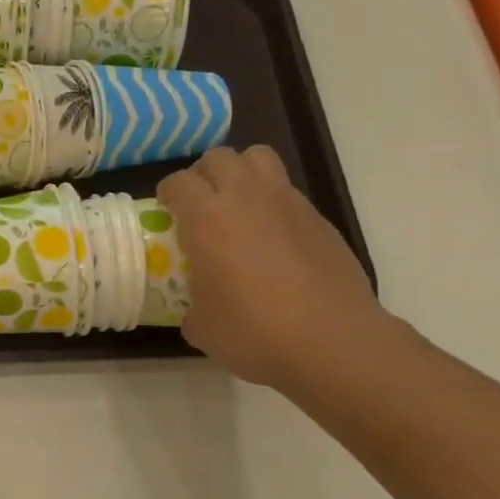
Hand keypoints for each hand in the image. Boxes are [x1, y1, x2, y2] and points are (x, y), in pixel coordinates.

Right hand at [157, 146, 390, 390]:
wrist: (333, 341)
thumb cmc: (254, 331)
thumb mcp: (201, 325)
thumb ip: (191, 303)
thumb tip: (196, 305)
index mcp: (207, 219)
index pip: (179, 181)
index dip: (168, 193)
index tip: (166, 212)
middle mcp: (245, 199)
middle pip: (220, 157)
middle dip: (204, 174)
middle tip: (200, 204)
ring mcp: (288, 204)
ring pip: (259, 159)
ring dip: (242, 173)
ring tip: (237, 206)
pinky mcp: (319, 220)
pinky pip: (288, 193)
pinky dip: (273, 204)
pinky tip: (273, 240)